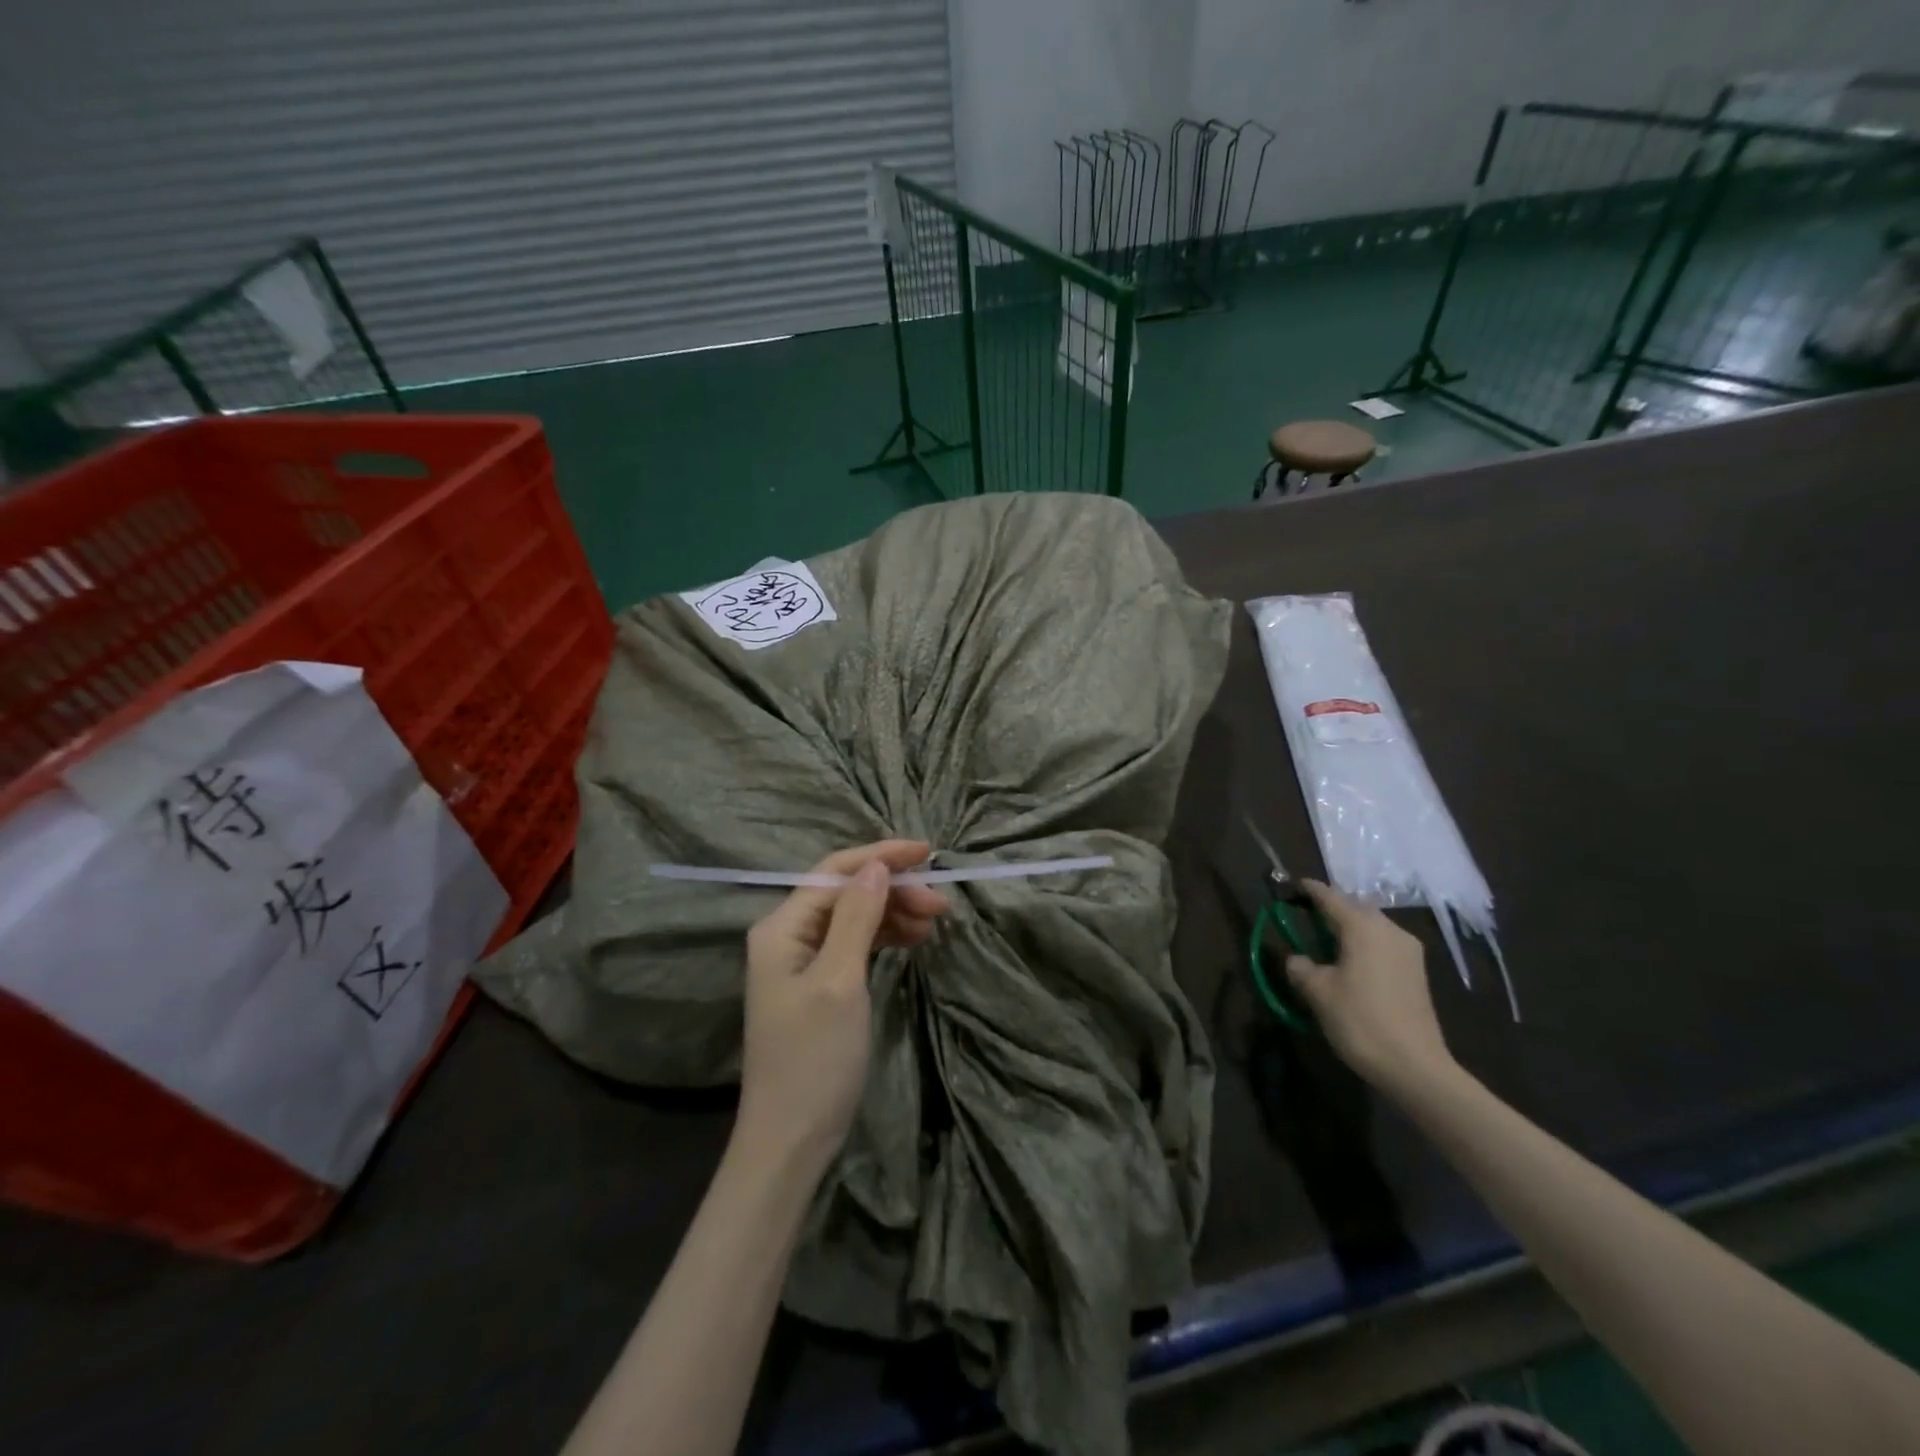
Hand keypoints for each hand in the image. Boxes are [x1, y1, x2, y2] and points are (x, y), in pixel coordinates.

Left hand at [737, 840, 949, 1175]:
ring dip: (893, 913)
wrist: (791, 1140)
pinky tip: (912, 940)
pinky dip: (883, 938)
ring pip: (854, 917)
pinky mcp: (818, 985)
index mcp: (782, 927)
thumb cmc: (814, 1058)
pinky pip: (854, 944)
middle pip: (846, 893)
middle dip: (893, 890)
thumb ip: (857, 917)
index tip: (929, 853)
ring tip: (934, 923)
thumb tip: (877, 865)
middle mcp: (787, 935)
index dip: (881, 856)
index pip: (835, 872)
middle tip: (941, 905)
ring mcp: (802, 962)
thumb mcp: (840, 981)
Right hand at [1284, 879, 1456, 1092]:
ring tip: (1326, 938)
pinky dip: (1363, 942)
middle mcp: (1389, 930)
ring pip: (1372, 925)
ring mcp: (1408, 951)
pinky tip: (1350, 960)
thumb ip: (1301, 967)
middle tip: (1307, 914)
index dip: (1310, 890)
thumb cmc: (1360, 1021)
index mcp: (1363, 927)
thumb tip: (1297, 959)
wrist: (1415, 1067)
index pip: (1330, 896)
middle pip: (1355, 906)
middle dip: (1331, 906)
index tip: (1292, 886)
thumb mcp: (1318, 993)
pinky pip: (1383, 943)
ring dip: (1349, 926)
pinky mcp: (1416, 972)